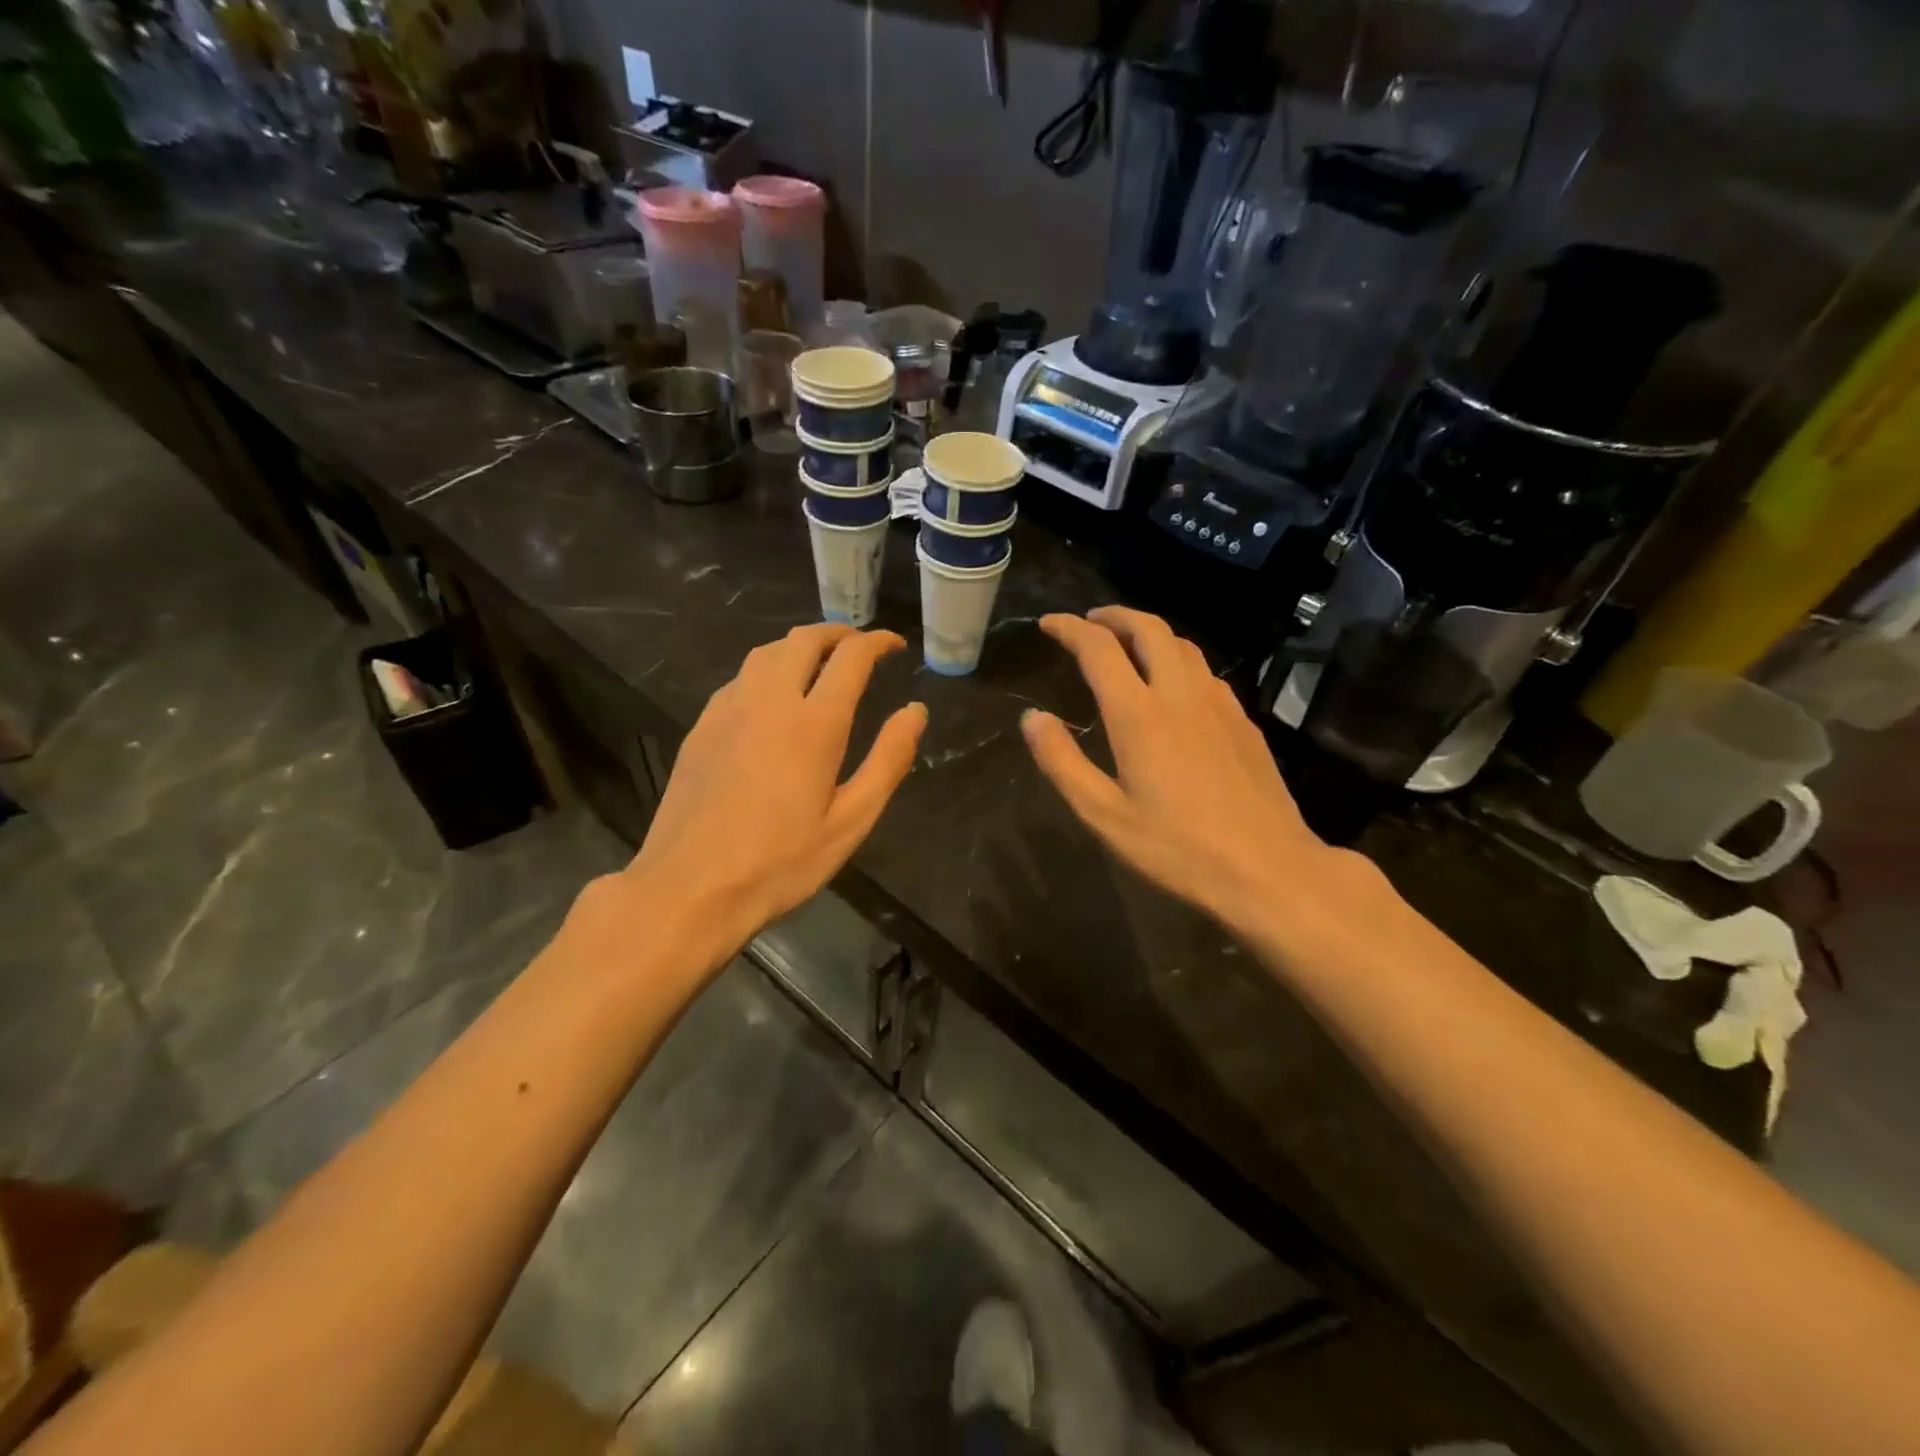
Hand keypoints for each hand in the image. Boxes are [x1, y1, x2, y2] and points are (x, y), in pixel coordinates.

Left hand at [610, 625, 925, 965]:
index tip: (894, 645)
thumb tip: (916, 711)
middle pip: (804, 639)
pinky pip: (740, 677)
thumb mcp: (850, 821)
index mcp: (814, 723)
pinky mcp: (702, 726)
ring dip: (800, 645)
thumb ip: (889, 760)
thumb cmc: (780, 862)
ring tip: (821, 662)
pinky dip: (767, 668)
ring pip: (767, 651)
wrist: (689, 887)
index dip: (877, 642)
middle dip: (839, 633)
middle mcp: (769, 700)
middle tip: (860, 647)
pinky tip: (772, 695)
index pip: (851, 656)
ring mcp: (728, 709)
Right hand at [1022, 607, 1367, 941]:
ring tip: (1126, 643)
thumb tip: (1032, 718)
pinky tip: (1173, 685)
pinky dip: (1177, 658)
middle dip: (1113, 615)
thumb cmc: (1177, 848)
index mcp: (1139, 714)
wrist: (1268, 869)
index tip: (1048, 623)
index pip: (1099, 648)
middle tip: (1089, 622)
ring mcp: (1218, 704)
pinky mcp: (1243, 721)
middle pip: (1148, 628)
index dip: (1069, 628)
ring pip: (1182, 644)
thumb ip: (1062, 761)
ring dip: (1148, 631)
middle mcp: (1180, 694)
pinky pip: (1205, 670)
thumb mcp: (1104, 815)